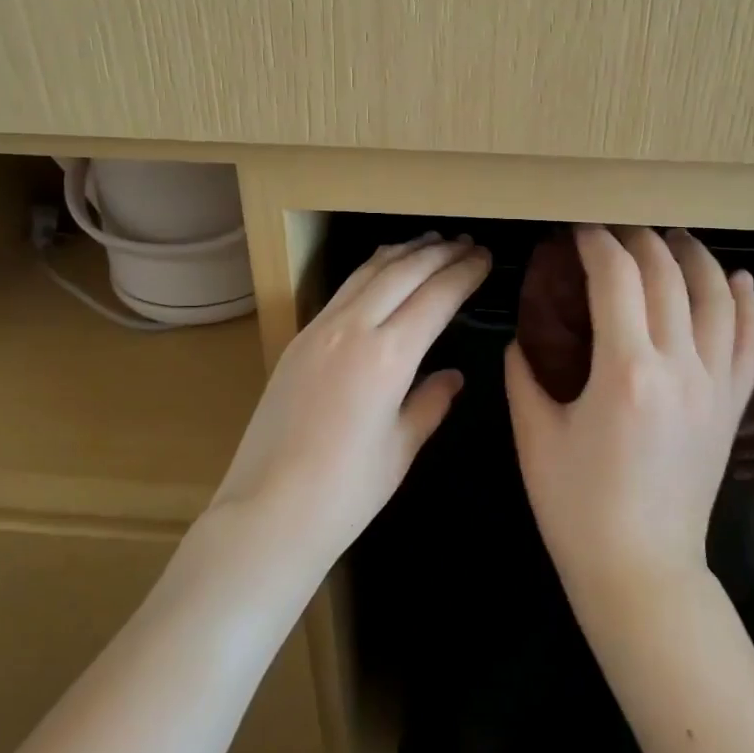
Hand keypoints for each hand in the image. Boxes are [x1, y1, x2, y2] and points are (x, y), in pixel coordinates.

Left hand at [211, 232, 489, 572]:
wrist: (268, 509)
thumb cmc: (347, 490)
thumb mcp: (401, 447)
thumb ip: (430, 402)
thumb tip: (452, 376)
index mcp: (388, 355)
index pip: (436, 296)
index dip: (464, 273)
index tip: (485, 258)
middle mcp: (353, 328)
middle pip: (403, 271)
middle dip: (438, 253)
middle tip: (466, 243)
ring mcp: (320, 328)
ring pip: (368, 271)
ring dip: (403, 252)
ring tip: (430, 242)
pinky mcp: (299, 338)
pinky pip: (343, 289)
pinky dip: (372, 270)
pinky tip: (382, 271)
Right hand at [506, 226, 753, 593]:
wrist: (641, 571)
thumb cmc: (577, 508)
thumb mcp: (534, 436)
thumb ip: (524, 374)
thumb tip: (522, 336)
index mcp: (625, 371)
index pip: (617, 277)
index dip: (596, 242)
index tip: (577, 229)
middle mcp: (679, 367)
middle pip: (667, 275)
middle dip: (638, 239)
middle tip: (612, 229)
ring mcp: (714, 385)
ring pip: (717, 297)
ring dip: (693, 257)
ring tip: (670, 236)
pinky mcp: (732, 406)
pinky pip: (749, 340)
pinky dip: (744, 302)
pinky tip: (736, 278)